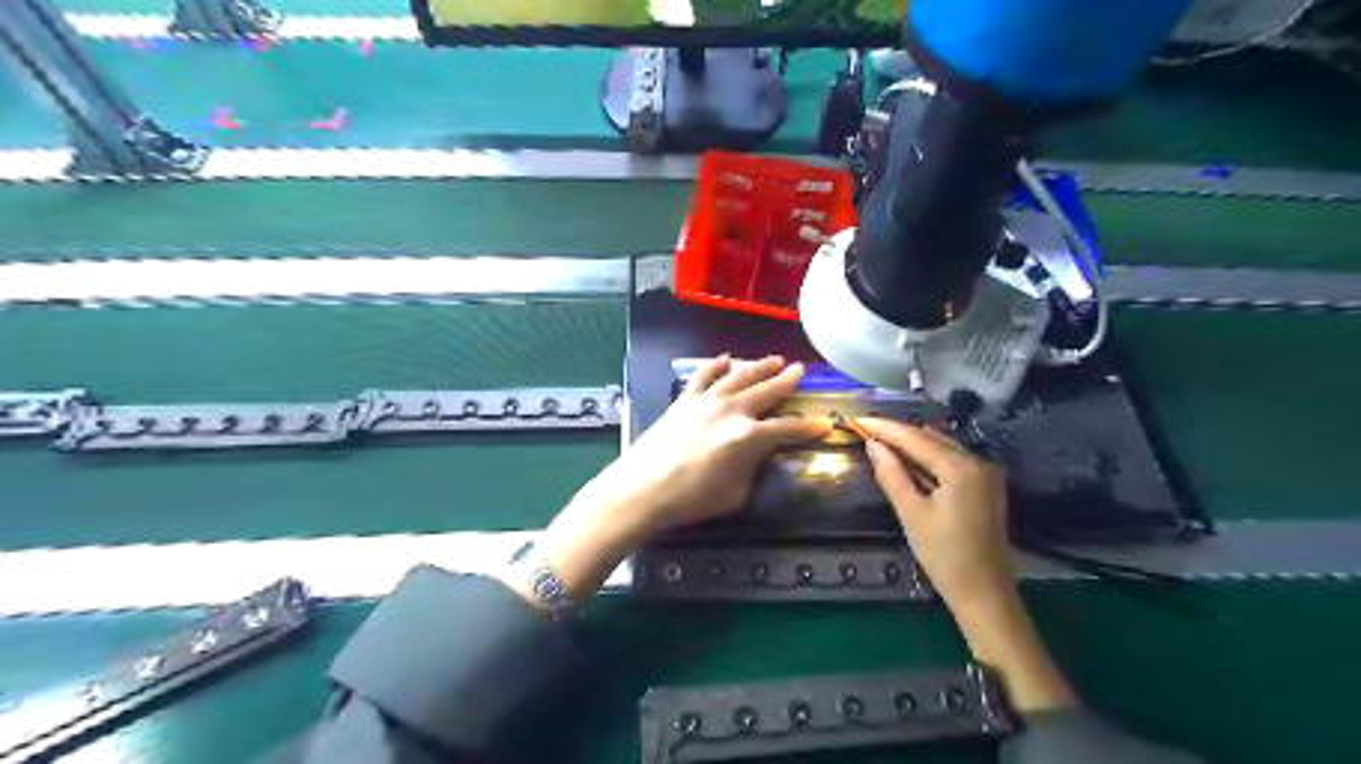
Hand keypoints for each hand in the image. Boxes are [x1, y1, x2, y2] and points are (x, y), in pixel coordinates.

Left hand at [532, 358, 829, 603]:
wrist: (642, 489)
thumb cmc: (691, 499)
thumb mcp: (735, 494)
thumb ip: (752, 469)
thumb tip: (757, 455)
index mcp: (749, 437)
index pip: (787, 428)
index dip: (808, 428)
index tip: (824, 424)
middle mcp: (731, 411)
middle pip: (766, 391)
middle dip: (786, 381)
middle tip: (800, 371)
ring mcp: (706, 401)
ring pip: (738, 376)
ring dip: (758, 366)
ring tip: (774, 359)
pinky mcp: (684, 401)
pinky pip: (702, 376)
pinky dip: (715, 365)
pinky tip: (725, 359)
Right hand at [854, 417, 1013, 607]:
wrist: (984, 593)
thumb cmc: (944, 556)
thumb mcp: (911, 514)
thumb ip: (892, 475)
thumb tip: (873, 446)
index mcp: (960, 468)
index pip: (915, 438)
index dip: (885, 428)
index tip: (858, 420)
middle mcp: (978, 462)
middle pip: (931, 437)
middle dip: (898, 433)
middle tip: (866, 430)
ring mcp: (985, 473)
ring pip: (942, 446)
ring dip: (912, 443)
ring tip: (881, 441)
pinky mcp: (985, 486)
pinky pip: (951, 459)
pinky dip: (928, 456)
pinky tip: (908, 460)